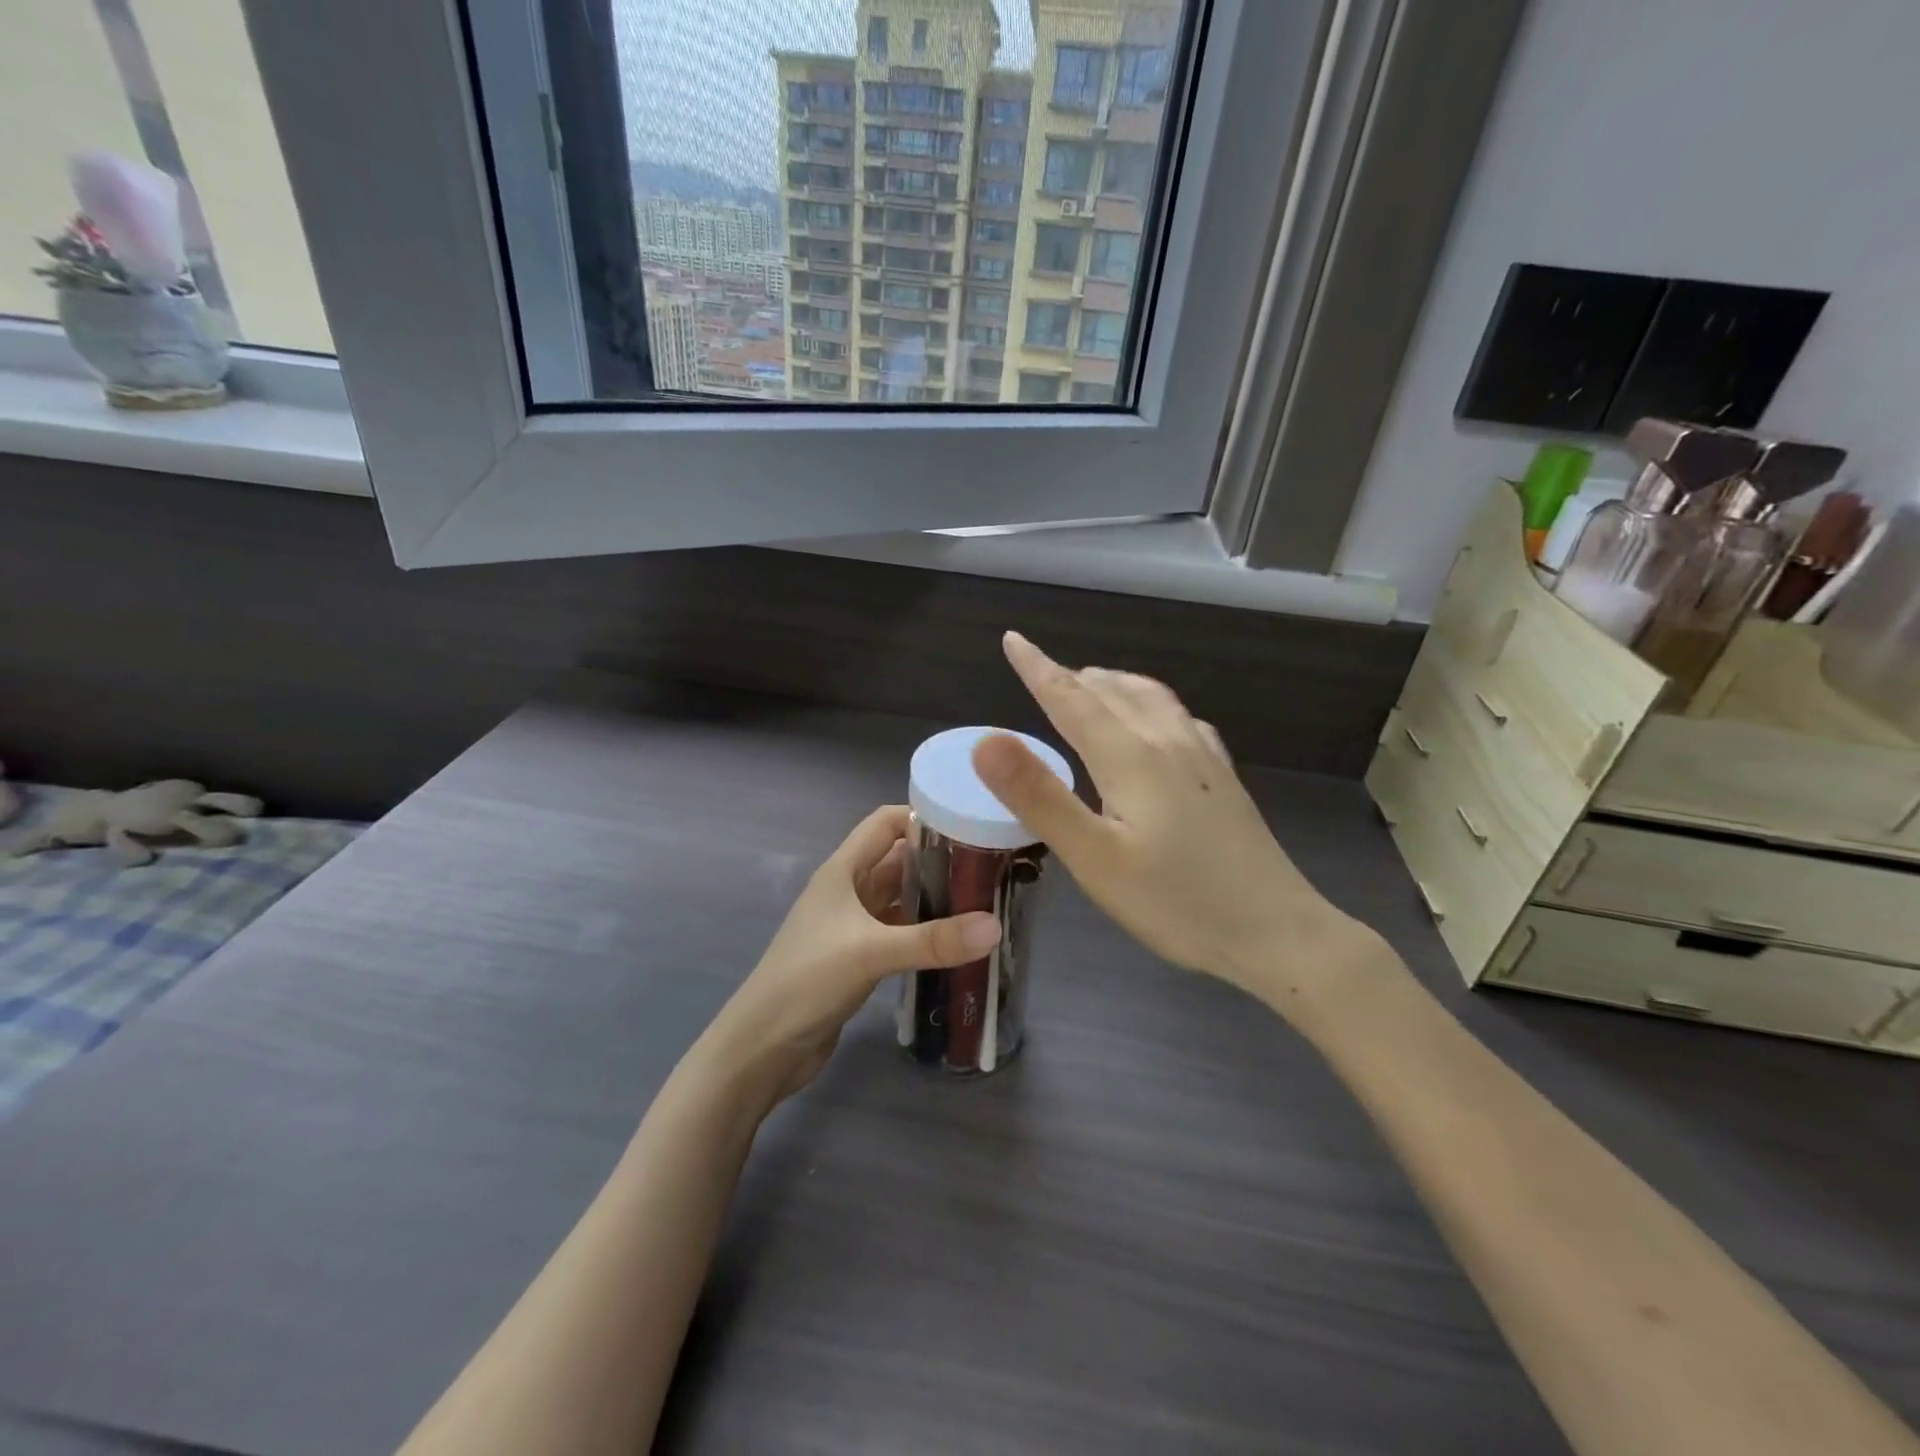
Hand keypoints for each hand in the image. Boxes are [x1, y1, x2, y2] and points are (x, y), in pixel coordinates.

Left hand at [699, 806, 1001, 1104]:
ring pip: (900, 897)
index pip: (884, 824)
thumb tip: (995, 927)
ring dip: (934, 897)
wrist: (763, 1047)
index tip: (969, 826)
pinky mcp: (857, 957)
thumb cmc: (807, 981)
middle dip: (938, 859)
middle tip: (989, 867)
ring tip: (983, 900)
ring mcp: (851, 926)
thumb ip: (933, 940)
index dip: (922, 818)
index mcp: (842, 871)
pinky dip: (924, 931)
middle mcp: (847, 891)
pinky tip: (956, 941)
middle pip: (897, 860)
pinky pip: (898, 931)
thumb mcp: (871, 952)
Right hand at [973, 633, 1380, 1005]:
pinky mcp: (1223, 777)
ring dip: (1111, 684)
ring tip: (1088, 685)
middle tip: (1038, 672)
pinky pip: (1179, 717)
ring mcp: (1203, 757)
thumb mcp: (1094, 859)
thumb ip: (1039, 797)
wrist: (1277, 932)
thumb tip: (986, 739)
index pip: (1072, 699)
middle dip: (1071, 677)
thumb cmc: (1176, 903)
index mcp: (1131, 756)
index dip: (1038, 668)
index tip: (1014, 639)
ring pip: (1149, 697)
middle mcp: (1167, 742)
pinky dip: (1149, 703)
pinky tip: (1156, 721)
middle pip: (1111, 692)